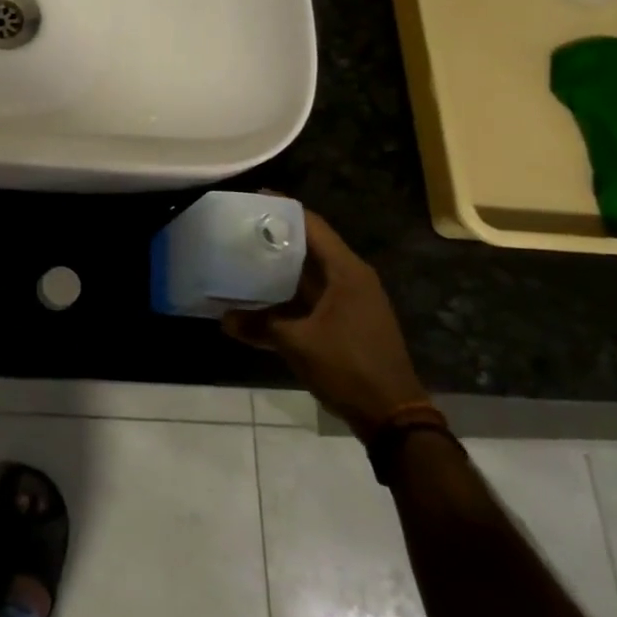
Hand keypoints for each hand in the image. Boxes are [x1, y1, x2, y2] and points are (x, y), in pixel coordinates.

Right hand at [222, 208, 428, 441]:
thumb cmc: (349, 367)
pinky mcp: (346, 322)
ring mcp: (350, 301)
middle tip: (238, 229)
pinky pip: (311, 297)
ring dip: (279, 268)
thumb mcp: (297, 344)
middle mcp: (351, 279)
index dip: (282, 209)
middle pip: (309, 246)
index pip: (312, 225)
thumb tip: (223, 319)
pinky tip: (259, 300)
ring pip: (308, 274)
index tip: (250, 199)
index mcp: (346, 272)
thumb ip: (259, 326)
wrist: (392, 416)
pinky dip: (287, 295)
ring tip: (241, 258)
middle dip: (274, 237)